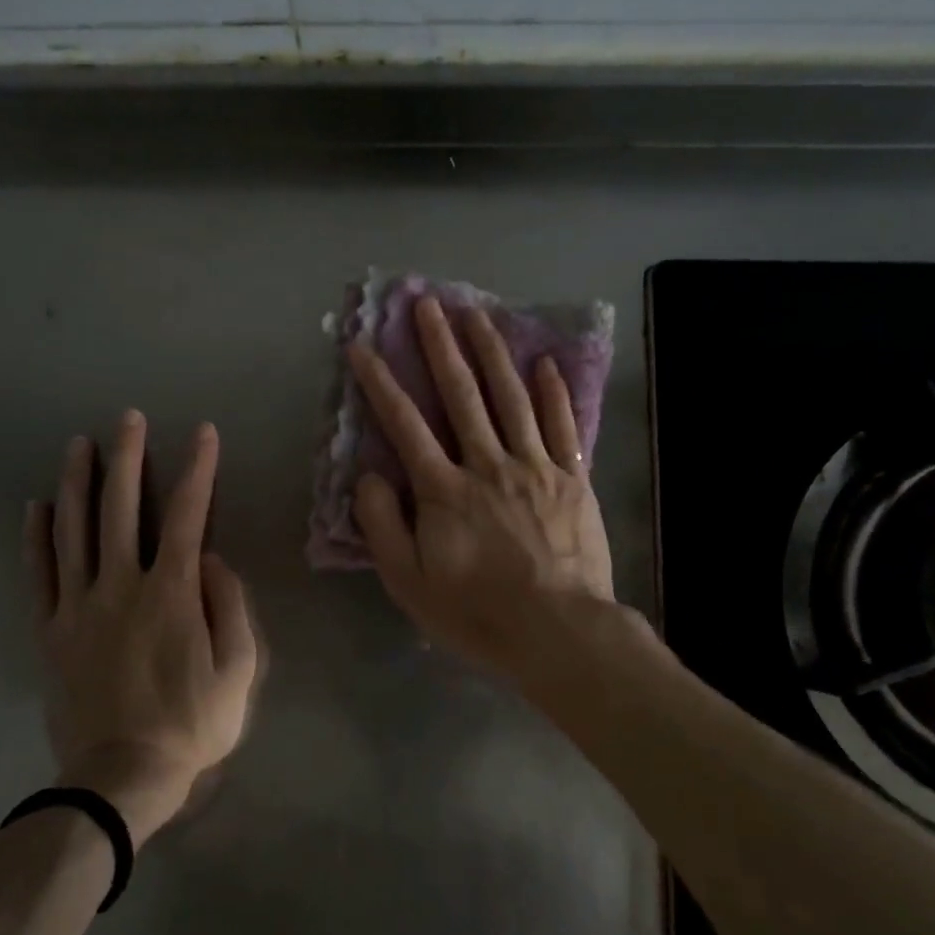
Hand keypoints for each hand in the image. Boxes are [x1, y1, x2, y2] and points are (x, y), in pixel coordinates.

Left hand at [24, 411, 261, 846]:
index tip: (204, 434)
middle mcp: (121, 585)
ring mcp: (79, 606)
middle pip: (122, 508)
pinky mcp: (51, 630)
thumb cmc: (192, 724)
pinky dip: (37, 537)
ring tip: (80, 444)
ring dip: (78, 482)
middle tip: (129, 418)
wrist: (122, 777)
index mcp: (172, 593)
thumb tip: (214, 560)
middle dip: (128, 458)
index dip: (198, 470)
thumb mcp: (239, 671)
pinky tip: (37, 505)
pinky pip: (39, 574)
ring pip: (74, 530)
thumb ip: (231, 607)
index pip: (189, 515)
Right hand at [346, 296, 616, 682]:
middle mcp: (487, 464)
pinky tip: (543, 363)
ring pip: (509, 397)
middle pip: (461, 394)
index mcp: (444, 490)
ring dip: (491, 352)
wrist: (558, 631)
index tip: (362, 346)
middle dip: (439, 346)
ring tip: (476, 314)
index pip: (404, 425)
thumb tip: (368, 476)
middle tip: (427, 304)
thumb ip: (382, 525)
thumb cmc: (476, 612)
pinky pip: (561, 425)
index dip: (380, 383)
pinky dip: (552, 392)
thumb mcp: (408, 581)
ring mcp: (535, 466)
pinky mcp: (572, 478)